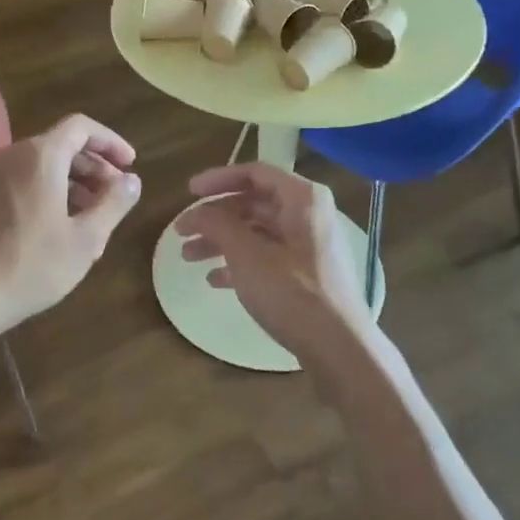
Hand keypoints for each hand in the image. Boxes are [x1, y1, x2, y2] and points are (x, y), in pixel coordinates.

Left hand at [0, 114, 141, 338]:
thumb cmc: (31, 265)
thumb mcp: (85, 239)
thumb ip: (113, 203)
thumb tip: (132, 180)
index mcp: (39, 156)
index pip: (81, 127)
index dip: (110, 142)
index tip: (130, 165)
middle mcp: (9, 155)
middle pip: (59, 146)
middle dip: (92, 167)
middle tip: (114, 196)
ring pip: (37, 167)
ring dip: (69, 184)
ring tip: (89, 219)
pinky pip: (17, 183)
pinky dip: (43, 194)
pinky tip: (53, 229)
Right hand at [175, 163, 373, 363]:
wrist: (338, 346)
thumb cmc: (292, 292)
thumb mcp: (247, 254)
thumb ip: (217, 224)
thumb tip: (197, 211)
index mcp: (302, 199)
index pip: (255, 173)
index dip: (218, 179)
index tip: (188, 192)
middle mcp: (308, 215)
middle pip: (253, 203)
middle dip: (214, 216)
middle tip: (181, 231)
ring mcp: (309, 245)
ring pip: (256, 232)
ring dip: (220, 241)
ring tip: (188, 257)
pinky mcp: (306, 273)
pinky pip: (266, 256)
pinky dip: (239, 262)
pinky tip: (215, 280)